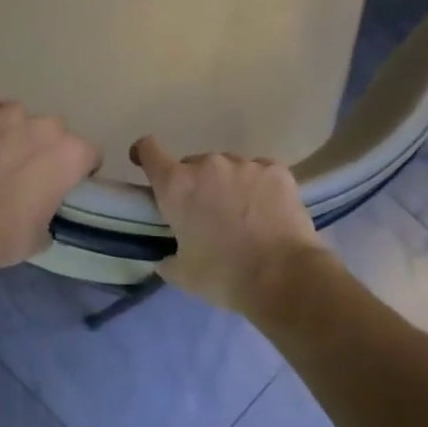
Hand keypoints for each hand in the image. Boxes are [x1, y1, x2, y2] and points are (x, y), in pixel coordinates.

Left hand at [0, 77, 100, 280]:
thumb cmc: (7, 236)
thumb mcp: (43, 234)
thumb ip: (49, 210)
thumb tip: (39, 209)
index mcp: (72, 155)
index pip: (89, 154)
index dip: (77, 169)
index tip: (63, 184)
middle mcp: (46, 128)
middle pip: (53, 130)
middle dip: (42, 147)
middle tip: (24, 170)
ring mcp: (8, 115)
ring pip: (16, 112)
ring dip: (9, 128)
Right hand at [130, 137, 335, 316]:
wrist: (283, 276)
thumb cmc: (223, 275)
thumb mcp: (182, 274)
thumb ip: (167, 258)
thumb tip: (166, 257)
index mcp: (176, 185)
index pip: (149, 150)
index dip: (145, 155)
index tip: (146, 165)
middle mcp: (208, 165)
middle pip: (192, 165)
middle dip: (194, 185)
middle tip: (206, 215)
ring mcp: (245, 164)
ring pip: (227, 168)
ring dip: (227, 185)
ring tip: (241, 216)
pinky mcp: (276, 170)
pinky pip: (258, 172)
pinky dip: (257, 187)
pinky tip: (266, 212)